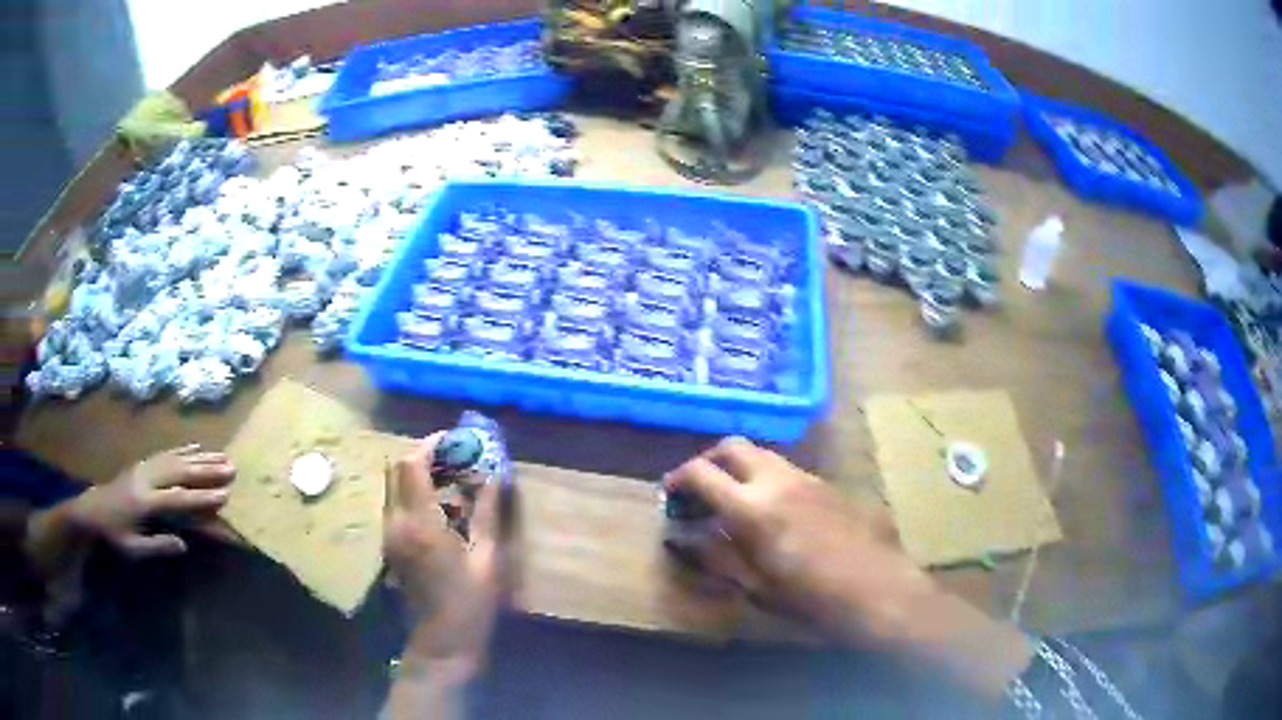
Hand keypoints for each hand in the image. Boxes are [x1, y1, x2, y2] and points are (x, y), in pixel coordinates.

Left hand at [67, 444, 234, 557]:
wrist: (92, 509)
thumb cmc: (114, 534)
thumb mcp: (133, 549)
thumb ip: (157, 546)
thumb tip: (184, 544)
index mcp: (145, 501)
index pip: (178, 498)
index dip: (202, 497)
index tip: (225, 495)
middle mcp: (146, 478)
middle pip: (180, 471)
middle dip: (207, 469)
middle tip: (231, 467)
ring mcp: (144, 466)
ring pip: (175, 457)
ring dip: (200, 455)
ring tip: (222, 454)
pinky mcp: (142, 462)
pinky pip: (165, 452)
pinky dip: (183, 448)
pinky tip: (196, 446)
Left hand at [383, 433, 503, 680]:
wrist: (443, 641)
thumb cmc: (471, 603)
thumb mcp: (488, 558)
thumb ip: (488, 511)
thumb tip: (494, 474)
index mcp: (420, 525)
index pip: (411, 466)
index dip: (431, 444)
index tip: (456, 439)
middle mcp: (396, 524)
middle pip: (396, 469)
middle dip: (424, 455)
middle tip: (455, 456)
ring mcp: (388, 534)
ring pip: (393, 485)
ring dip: (418, 473)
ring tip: (452, 477)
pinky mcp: (389, 544)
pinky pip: (396, 503)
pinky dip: (414, 492)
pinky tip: (442, 505)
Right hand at [666, 437, 1031, 698]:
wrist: (879, 591)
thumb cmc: (811, 600)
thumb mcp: (754, 587)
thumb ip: (715, 557)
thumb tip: (683, 540)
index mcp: (752, 507)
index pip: (701, 473)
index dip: (678, 478)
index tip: (669, 493)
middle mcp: (778, 480)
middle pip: (732, 447)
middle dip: (708, 461)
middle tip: (698, 489)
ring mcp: (808, 478)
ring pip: (763, 454)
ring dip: (740, 468)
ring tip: (734, 499)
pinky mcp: (830, 485)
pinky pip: (789, 470)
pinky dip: (767, 478)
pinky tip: (774, 510)